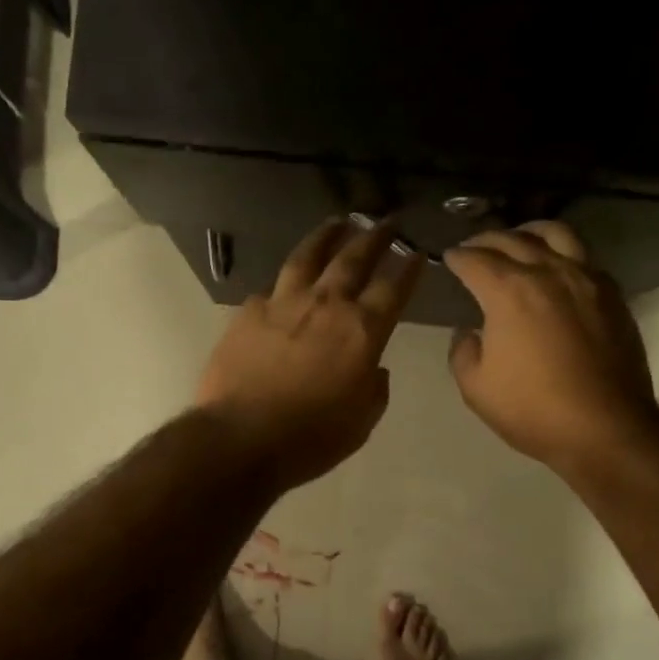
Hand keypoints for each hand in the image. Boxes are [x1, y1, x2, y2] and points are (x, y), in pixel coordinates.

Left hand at [197, 218, 422, 490]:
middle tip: (386, 221)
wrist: (241, 437)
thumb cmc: (311, 438)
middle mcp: (325, 305)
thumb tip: (375, 369)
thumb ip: (374, 388)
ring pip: (308, 257)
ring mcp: (283, 303)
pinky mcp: (248, 312)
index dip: (409, 268)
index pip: (393, 288)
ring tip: (337, 223)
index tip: (417, 252)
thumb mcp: (361, 422)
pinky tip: (285, 280)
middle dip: (374, 237)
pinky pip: (271, 288)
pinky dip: (285, 281)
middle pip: (354, 259)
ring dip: (326, 236)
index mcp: (362, 331)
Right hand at [445, 221, 658, 471]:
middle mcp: (547, 273)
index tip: (449, 259)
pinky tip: (558, 268)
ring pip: (556, 234)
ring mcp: (585, 279)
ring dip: (530, 232)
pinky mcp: (612, 294)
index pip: (475, 260)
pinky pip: (585, 258)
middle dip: (486, 240)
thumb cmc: (533, 409)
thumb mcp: (476, 388)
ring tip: (520, 240)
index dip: (457, 258)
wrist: (605, 427)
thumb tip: (470, 333)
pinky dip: (563, 253)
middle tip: (474, 247)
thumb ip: (463, 352)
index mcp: (508, 292)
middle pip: (512, 239)